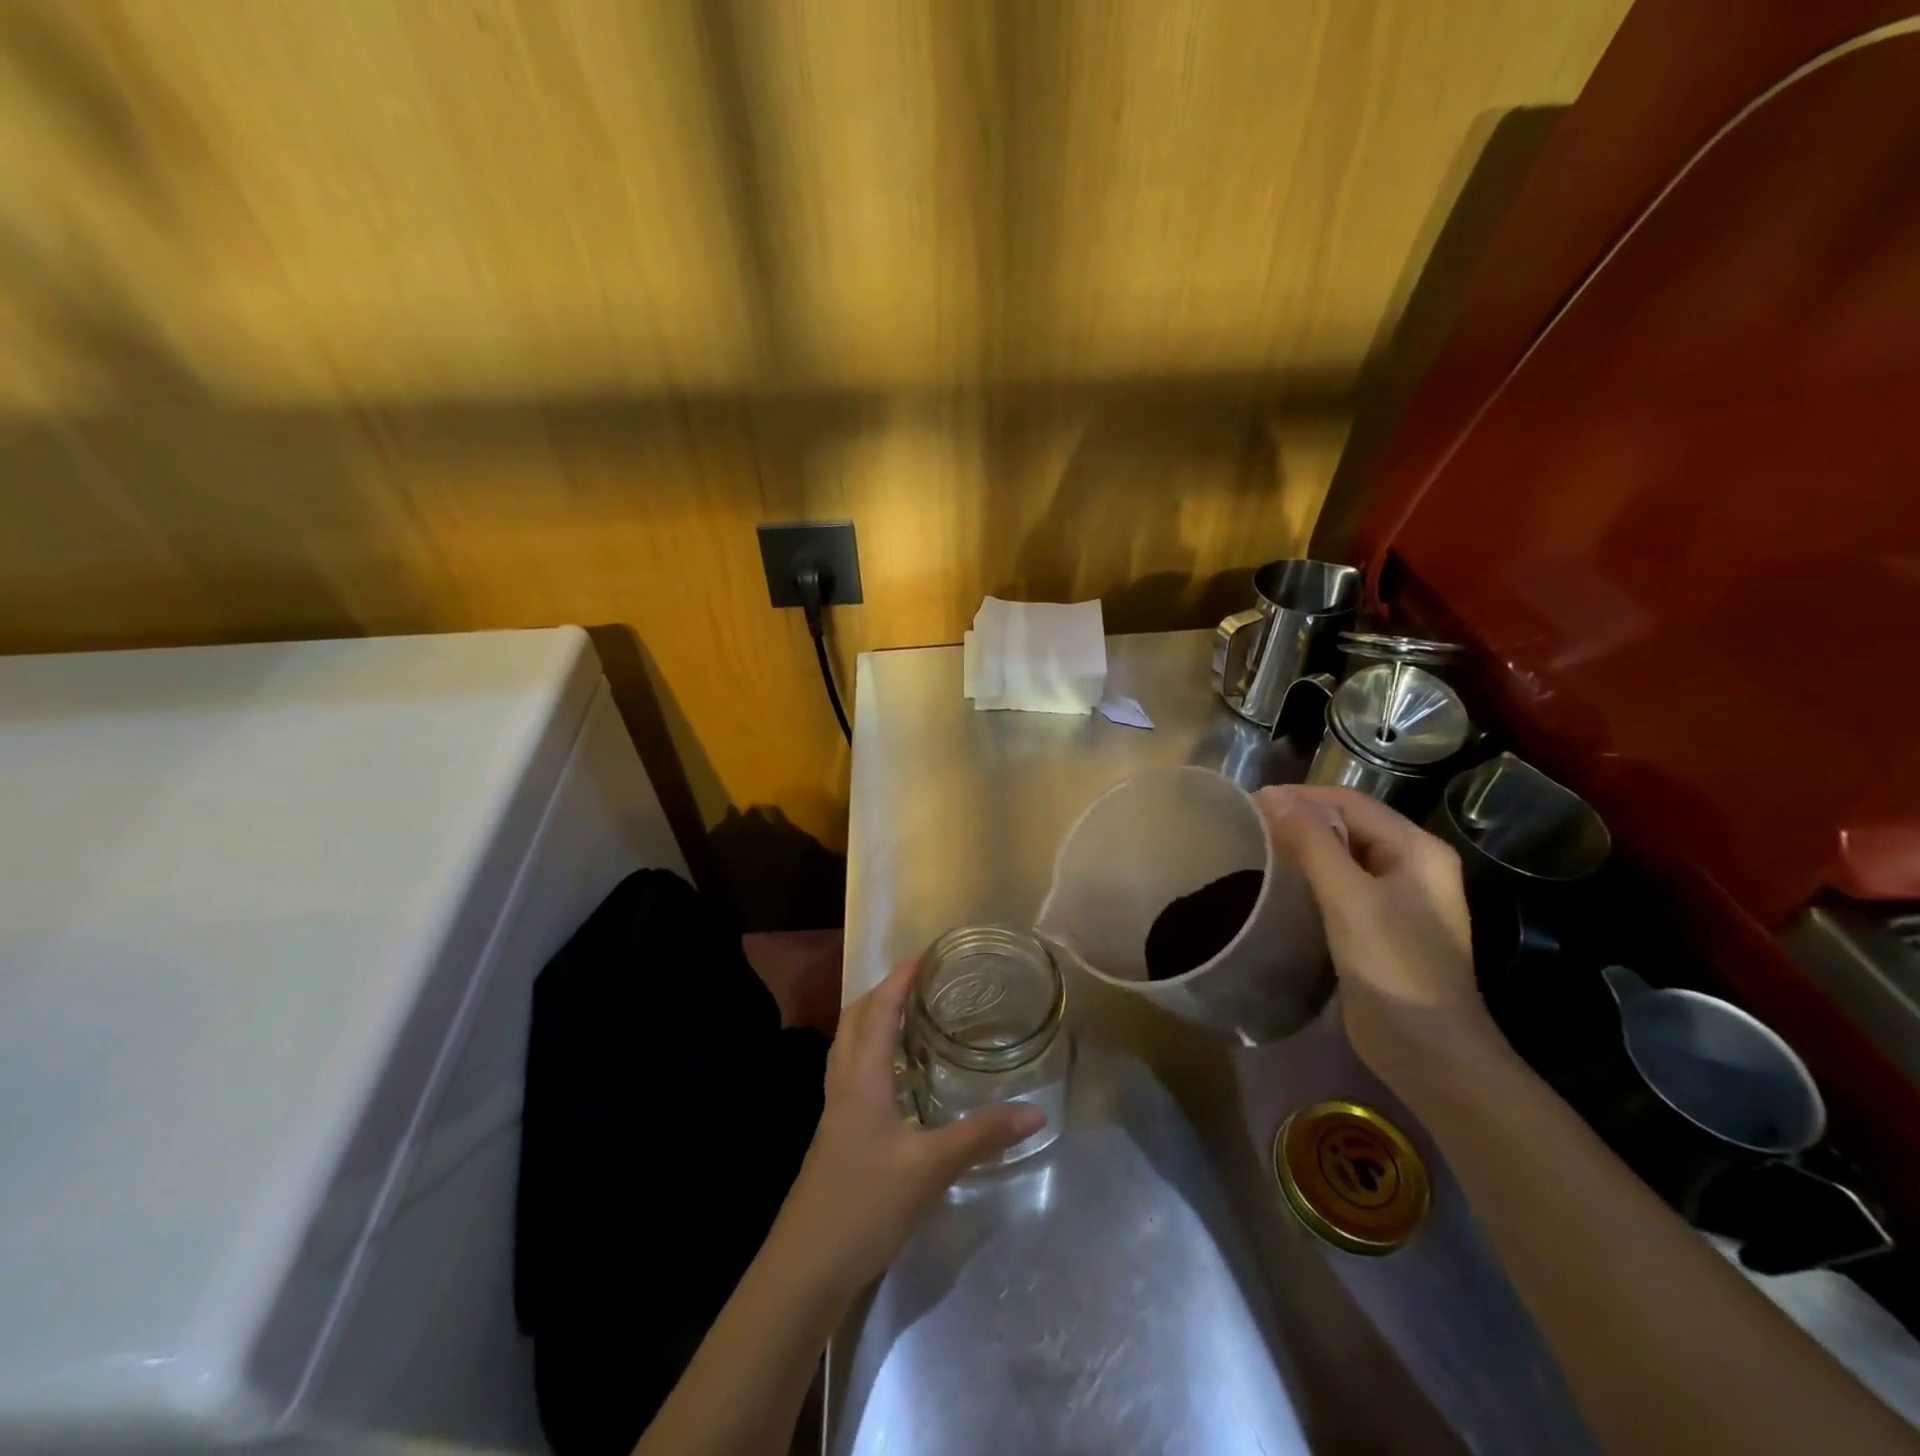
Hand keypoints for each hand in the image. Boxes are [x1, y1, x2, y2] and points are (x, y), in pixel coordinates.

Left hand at [774, 957, 1045, 1295]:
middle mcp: (843, 1082)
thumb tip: (1036, 1112)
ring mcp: (835, 1109)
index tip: (927, 954)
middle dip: (884, 991)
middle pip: (856, 1018)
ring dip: (875, 1019)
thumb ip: (982, 1136)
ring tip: (911, 1016)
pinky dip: (873, 1053)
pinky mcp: (836, 1133)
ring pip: (849, 1044)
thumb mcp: (930, 1169)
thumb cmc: (865, 1205)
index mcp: (862, 1076)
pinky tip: (897, 1076)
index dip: (900, 977)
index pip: (879, 1009)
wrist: (806, 1267)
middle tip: (922, 981)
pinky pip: (852, 1071)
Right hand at [1255, 784, 1501, 1097]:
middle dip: (1300, 818)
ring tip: (1257, 847)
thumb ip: (1312, 843)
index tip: (1250, 802)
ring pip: (1343, 854)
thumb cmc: (1394, 966)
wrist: (1429, 1051)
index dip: (1301, 796)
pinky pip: (1341, 884)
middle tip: (1249, 824)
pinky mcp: (1380, 926)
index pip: (1351, 802)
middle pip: (1349, 824)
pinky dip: (1311, 875)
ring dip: (1303, 846)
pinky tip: (1281, 883)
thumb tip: (1272, 797)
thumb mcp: (1349, 897)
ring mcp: (1399, 898)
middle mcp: (1413, 865)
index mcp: (1417, 849)